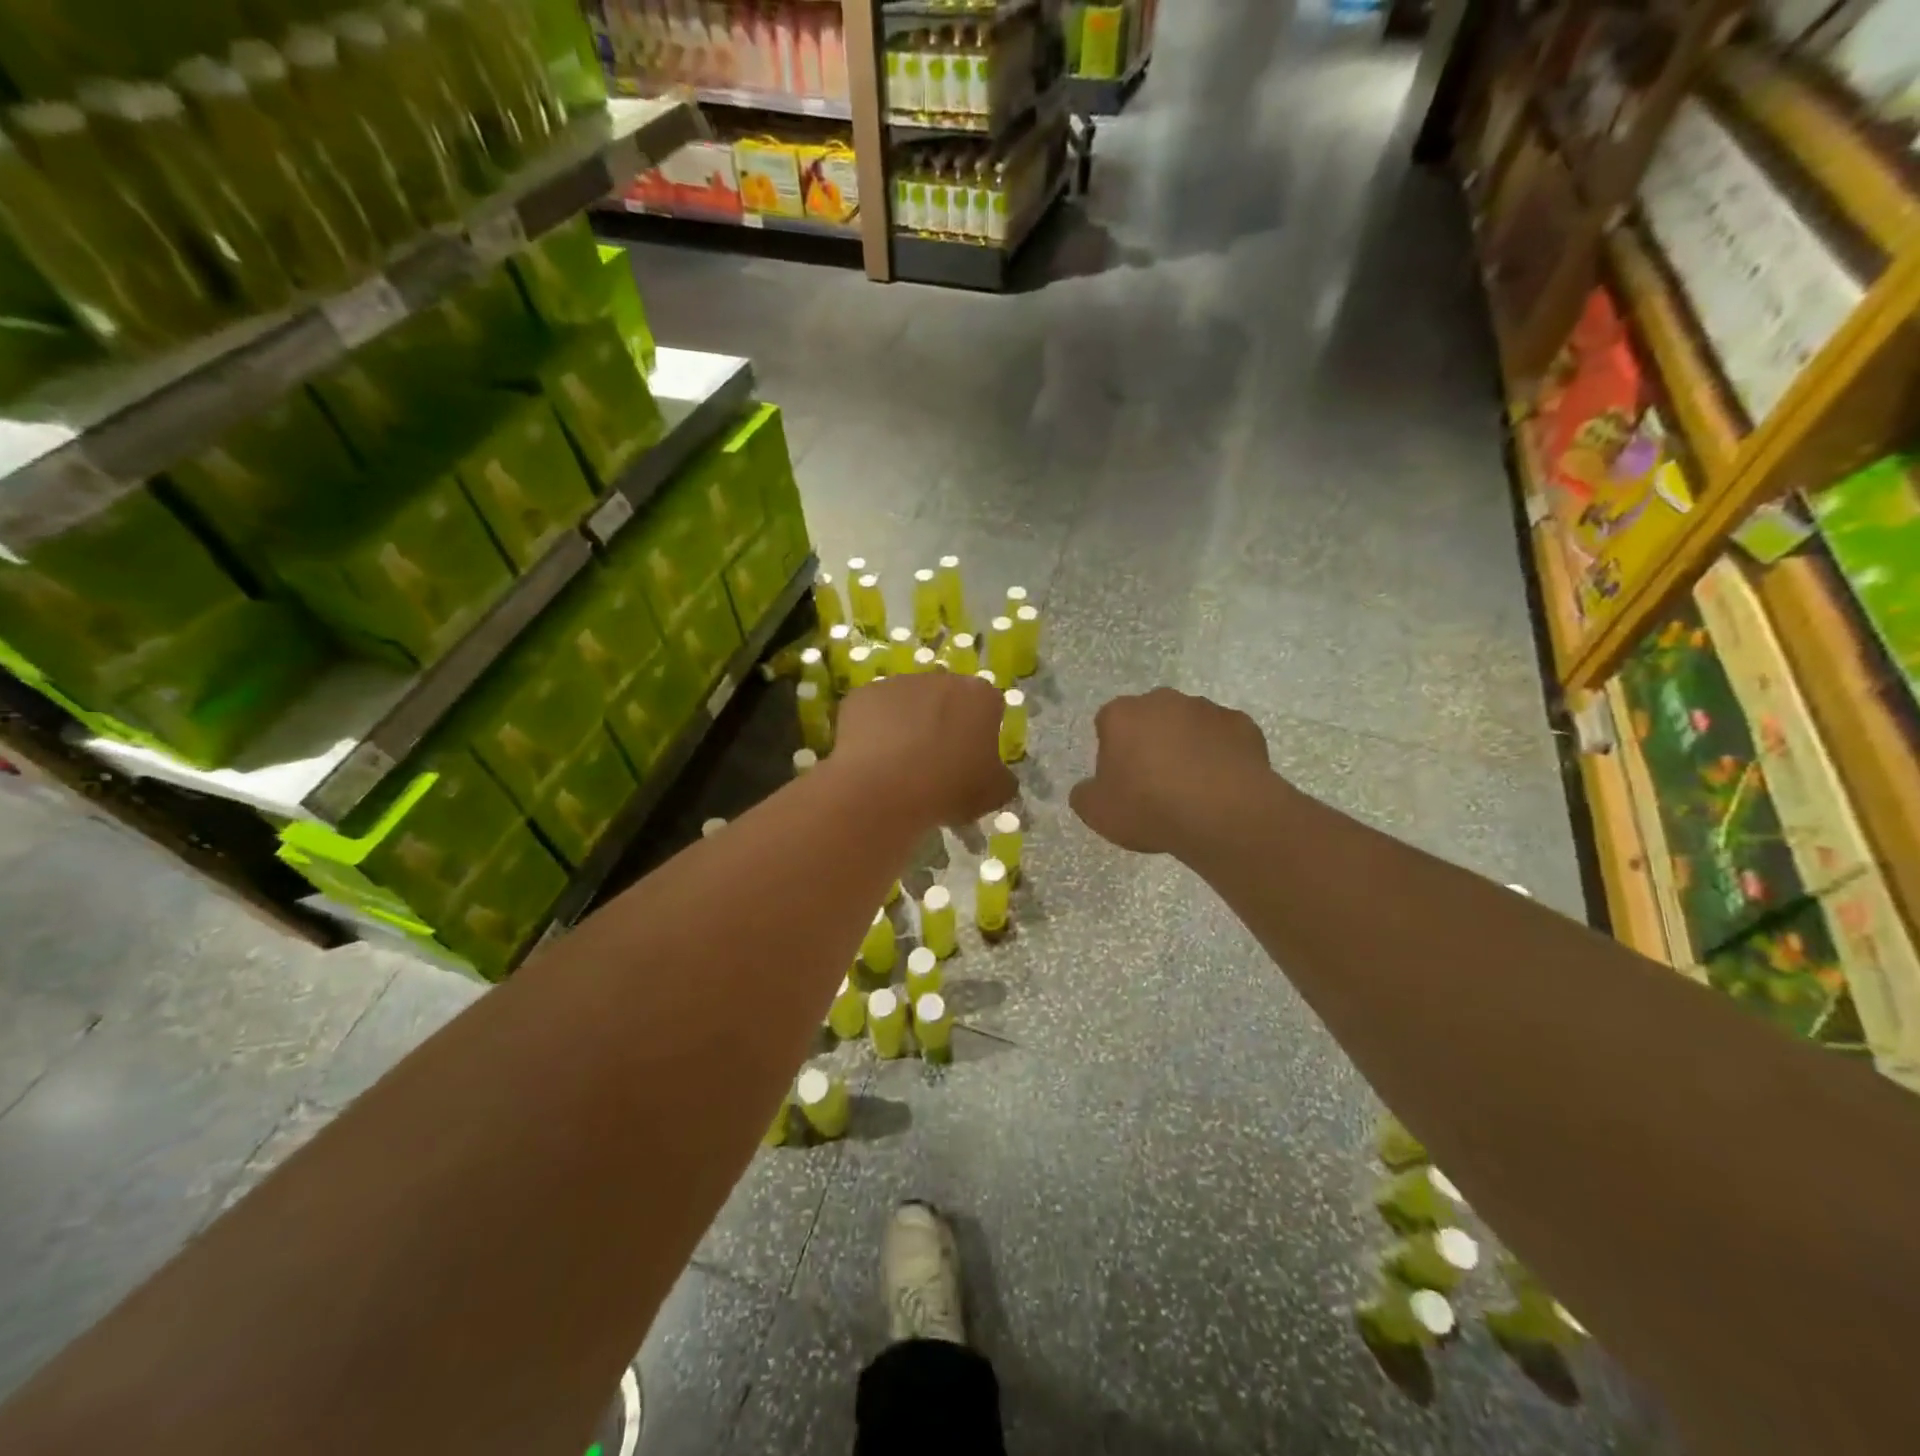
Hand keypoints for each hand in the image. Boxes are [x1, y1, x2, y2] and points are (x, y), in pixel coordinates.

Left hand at [832, 671, 1015, 826]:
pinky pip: (874, 712)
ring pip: (908, 702)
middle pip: (947, 698)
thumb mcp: (994, 794)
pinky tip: (873, 761)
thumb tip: (998, 776)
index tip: (973, 758)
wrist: (882, 789)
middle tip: (937, 761)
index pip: (990, 706)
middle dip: (944, 722)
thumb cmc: (948, 788)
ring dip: (908, 724)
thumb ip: (1002, 778)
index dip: (982, 732)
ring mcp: (898, 683)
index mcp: (979, 695)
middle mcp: (940, 678)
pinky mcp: (862, 694)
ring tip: (900, 764)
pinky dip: (875, 730)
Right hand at [1069, 688, 1272, 854]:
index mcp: (1121, 715)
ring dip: (1187, 746)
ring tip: (1193, 787)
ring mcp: (1206, 709)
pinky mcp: (1243, 724)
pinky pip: (1224, 738)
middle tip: (1155, 783)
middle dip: (1151, 742)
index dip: (1113, 751)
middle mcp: (1163, 701)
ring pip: (1189, 725)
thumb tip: (1089, 787)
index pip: (1108, 723)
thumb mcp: (1097, 812)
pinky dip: (1221, 755)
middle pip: (1150, 718)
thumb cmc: (1149, 807)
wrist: (1222, 813)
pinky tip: (1222, 785)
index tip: (1121, 780)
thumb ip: (1085, 794)